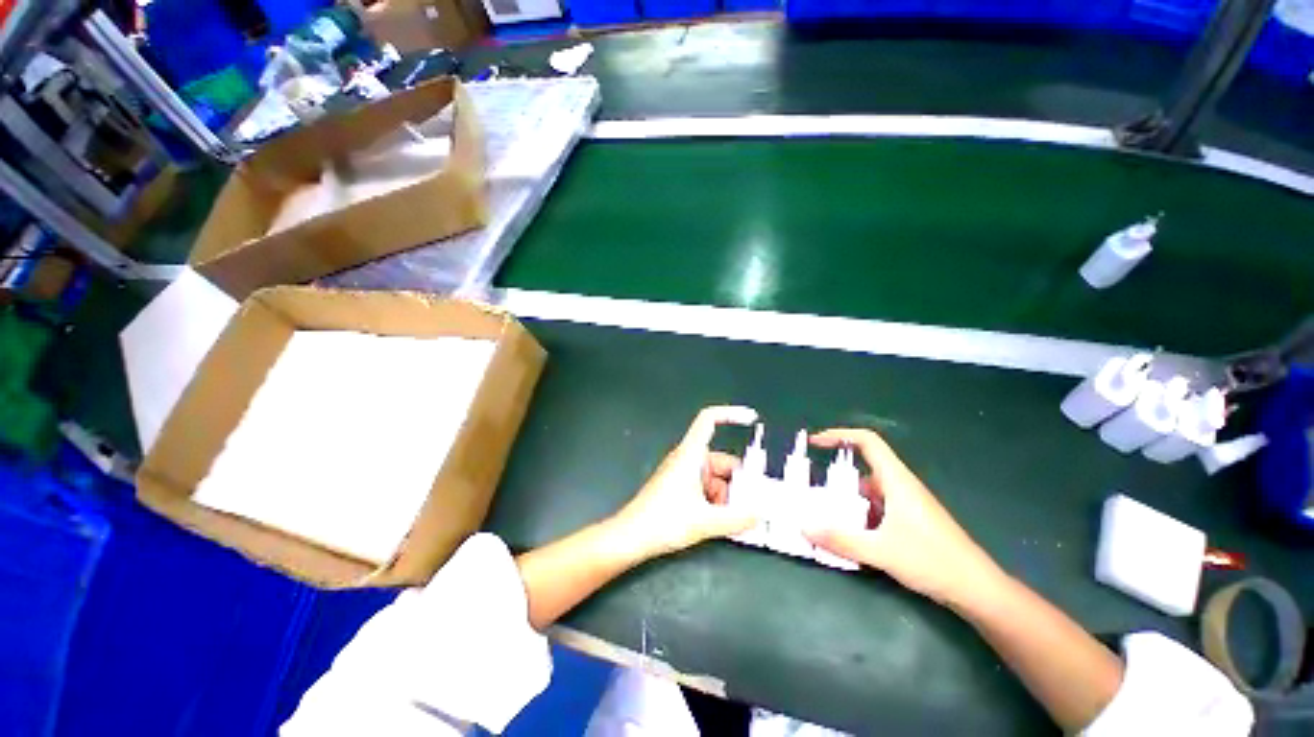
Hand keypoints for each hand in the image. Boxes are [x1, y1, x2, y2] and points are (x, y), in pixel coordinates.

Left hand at [614, 406, 760, 557]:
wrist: (631, 537)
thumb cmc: (663, 520)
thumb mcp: (705, 521)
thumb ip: (737, 519)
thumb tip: (760, 514)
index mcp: (691, 454)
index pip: (709, 419)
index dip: (731, 414)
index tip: (752, 418)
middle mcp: (688, 458)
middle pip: (721, 459)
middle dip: (739, 479)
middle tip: (755, 501)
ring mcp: (683, 473)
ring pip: (716, 477)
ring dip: (729, 494)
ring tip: (737, 518)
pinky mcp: (680, 487)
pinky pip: (706, 487)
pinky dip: (717, 500)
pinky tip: (723, 521)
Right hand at [804, 428, 1003, 606]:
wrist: (977, 589)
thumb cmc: (932, 561)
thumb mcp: (880, 551)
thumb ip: (840, 539)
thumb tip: (804, 527)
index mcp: (896, 480)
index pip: (867, 441)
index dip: (840, 435)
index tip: (815, 443)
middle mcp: (900, 485)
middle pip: (863, 466)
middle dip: (836, 475)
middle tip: (813, 489)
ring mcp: (907, 503)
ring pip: (869, 490)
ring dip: (847, 498)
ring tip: (826, 514)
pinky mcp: (910, 519)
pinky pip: (877, 506)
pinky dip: (860, 513)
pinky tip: (851, 534)